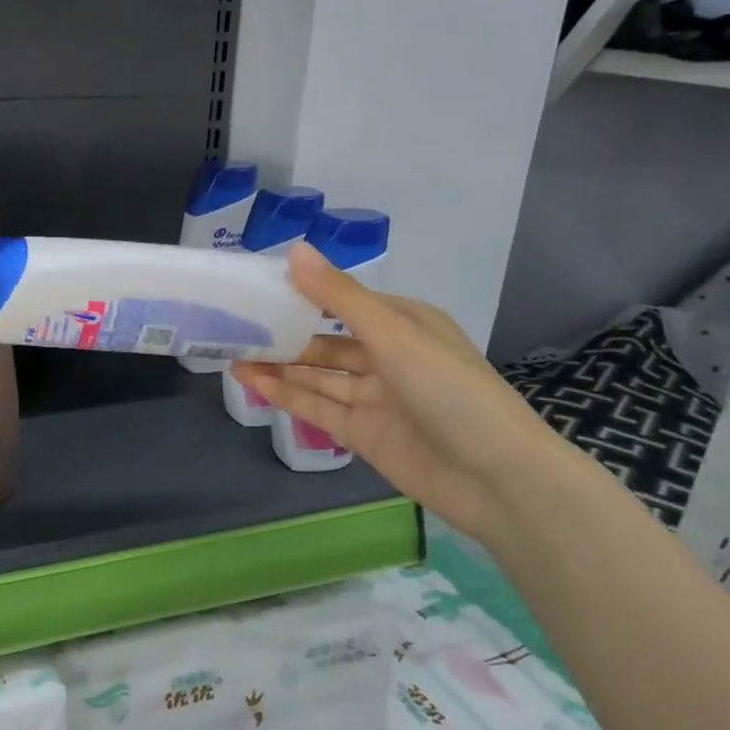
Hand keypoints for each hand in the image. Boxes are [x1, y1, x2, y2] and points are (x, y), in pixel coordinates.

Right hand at [230, 244, 579, 542]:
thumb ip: (339, 295)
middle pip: (325, 341)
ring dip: (278, 366)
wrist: (497, 479)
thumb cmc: (450, 389)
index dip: (301, 294)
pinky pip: (318, 408)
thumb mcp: (393, 333)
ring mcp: (374, 398)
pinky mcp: (363, 434)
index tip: (257, 287)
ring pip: (317, 376)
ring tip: (232, 354)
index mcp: (403, 322)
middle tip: (234, 326)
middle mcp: (387, 356)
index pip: (342, 301)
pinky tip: (252, 382)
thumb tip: (294, 250)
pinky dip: (286, 395)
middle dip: (284, 334)